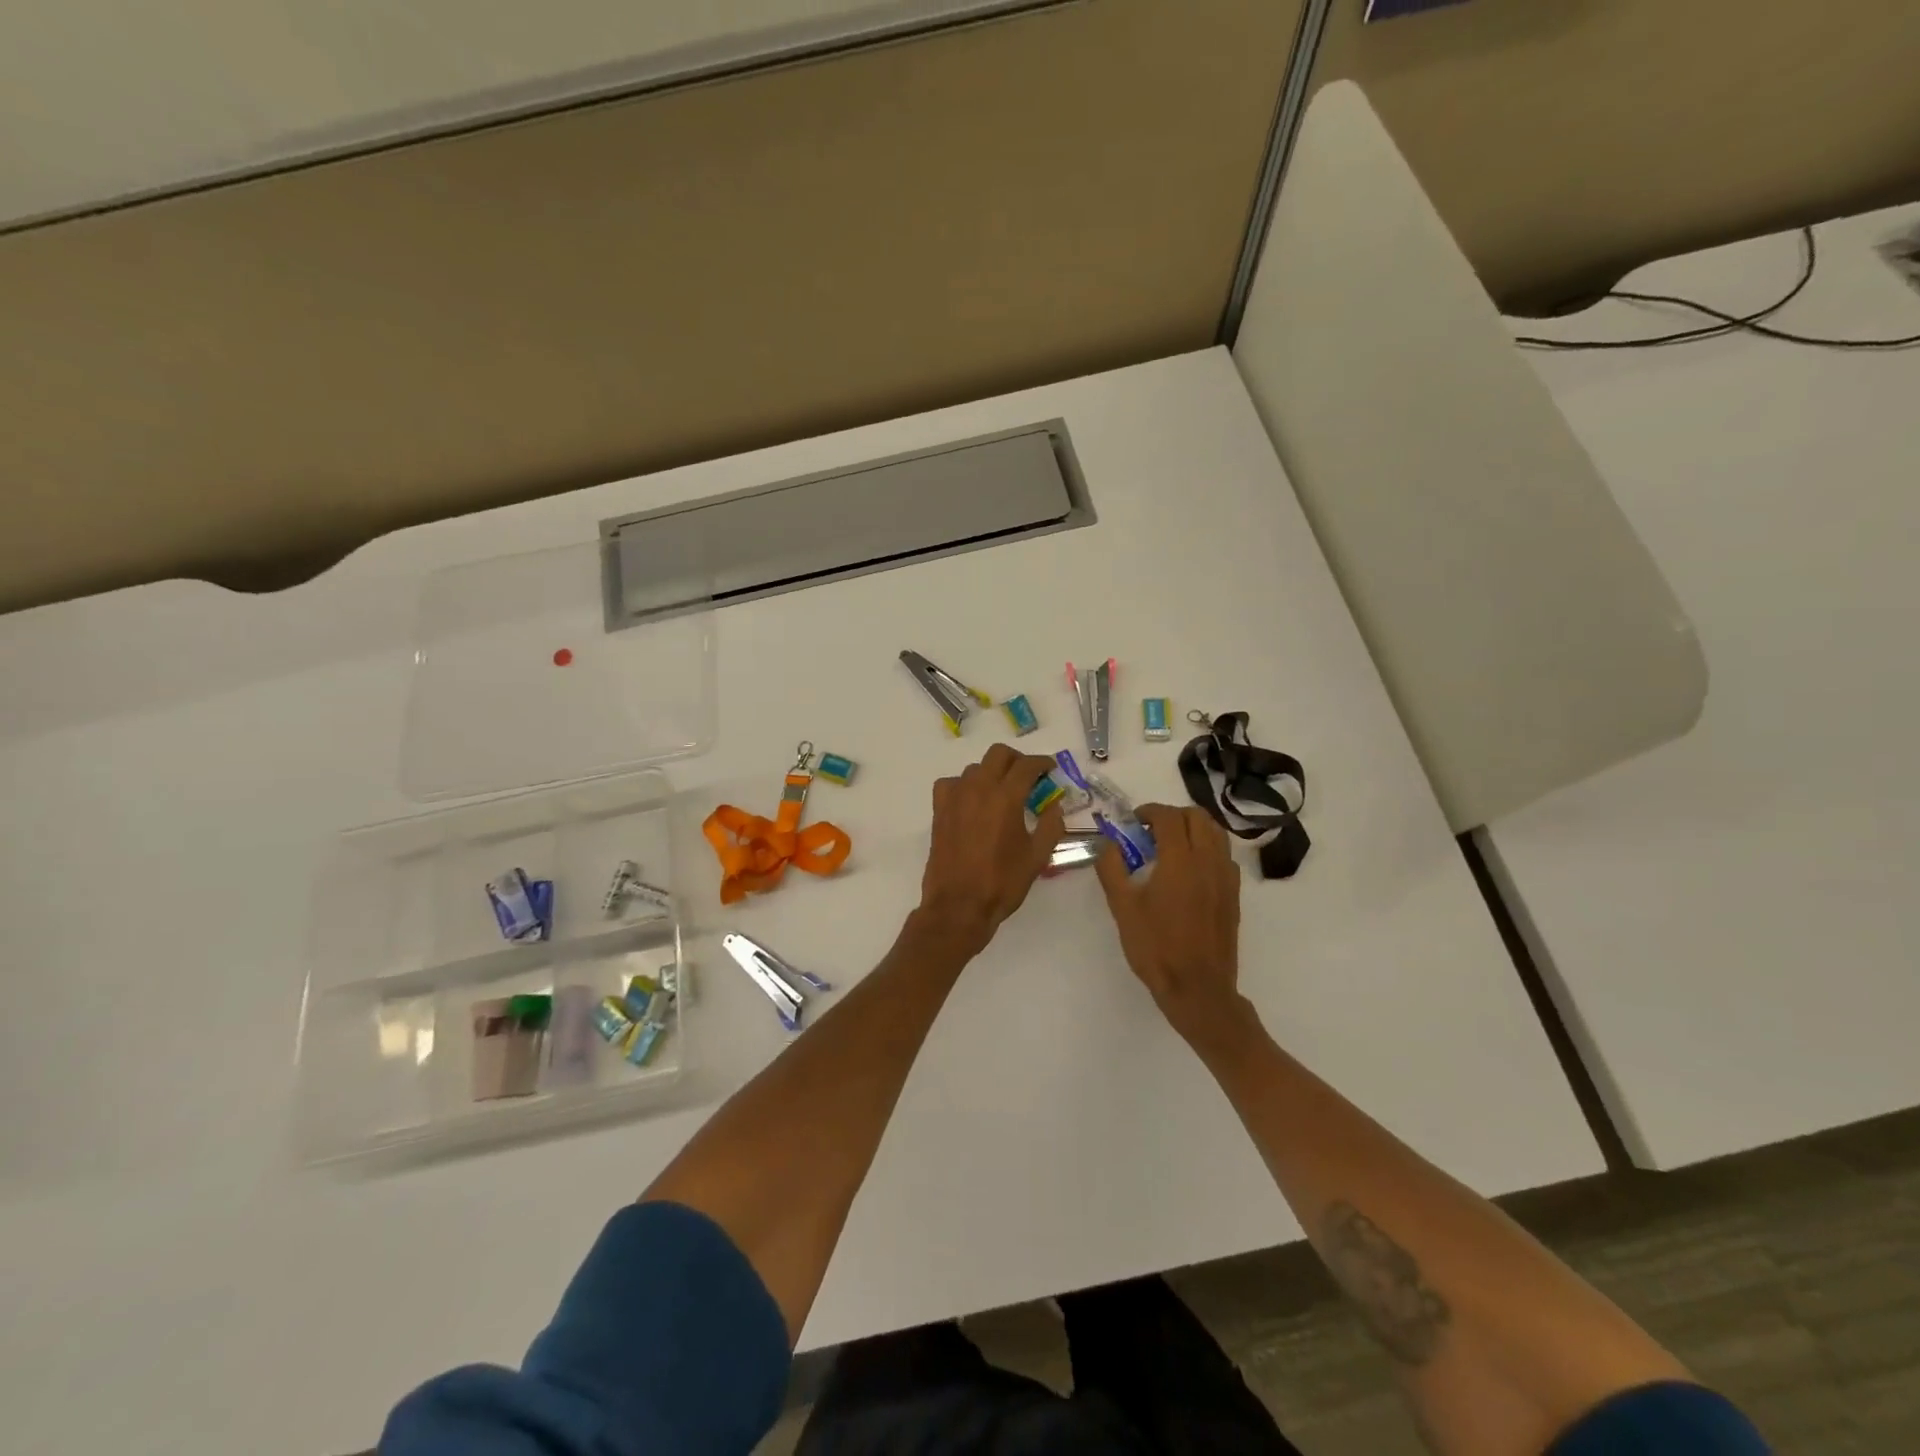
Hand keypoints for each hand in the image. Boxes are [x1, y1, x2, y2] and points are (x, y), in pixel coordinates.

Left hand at [919, 744, 1065, 952]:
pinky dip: (964, 786)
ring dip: (991, 773)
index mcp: (1006, 797)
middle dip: (1016, 760)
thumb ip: (1051, 826)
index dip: (1042, 763)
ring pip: (975, 768)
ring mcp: (955, 797)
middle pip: (998, 754)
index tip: (1050, 769)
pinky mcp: (939, 810)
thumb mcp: (1037, 857)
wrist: (959, 905)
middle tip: (1028, 777)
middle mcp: (978, 788)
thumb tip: (1054, 806)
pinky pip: (951, 784)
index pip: (1026, 765)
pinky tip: (972, 802)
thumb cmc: (1002, 882)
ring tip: (1001, 793)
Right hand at [1095, 804, 1247, 1044]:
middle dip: (1172, 815)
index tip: (1133, 822)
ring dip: (1193, 828)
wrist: (1198, 988)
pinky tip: (1191, 869)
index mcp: (1179, 861)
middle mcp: (1208, 861)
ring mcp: (1225, 877)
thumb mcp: (1122, 908)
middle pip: (1197, 817)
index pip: (1168, 817)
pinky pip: (1224, 856)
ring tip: (1172, 845)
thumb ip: (1112, 869)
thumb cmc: (1156, 948)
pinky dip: (1208, 848)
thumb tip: (1107, 843)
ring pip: (1216, 833)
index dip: (1149, 812)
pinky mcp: (1234, 894)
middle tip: (1150, 831)